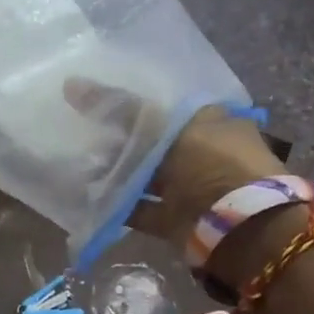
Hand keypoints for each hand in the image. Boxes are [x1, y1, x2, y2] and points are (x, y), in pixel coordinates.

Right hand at [63, 82, 283, 248]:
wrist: (241, 229)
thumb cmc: (210, 164)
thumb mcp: (164, 126)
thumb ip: (119, 107)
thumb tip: (72, 83)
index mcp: (209, 120)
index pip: (163, 104)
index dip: (129, 101)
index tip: (93, 99)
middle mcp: (200, 151)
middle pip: (152, 141)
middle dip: (118, 138)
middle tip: (79, 129)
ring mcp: (189, 187)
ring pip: (144, 175)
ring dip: (115, 172)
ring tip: (77, 161)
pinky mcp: (176, 219)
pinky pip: (140, 208)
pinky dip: (117, 204)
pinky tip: (87, 194)